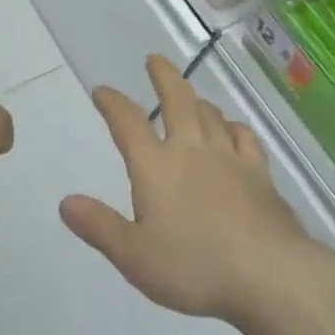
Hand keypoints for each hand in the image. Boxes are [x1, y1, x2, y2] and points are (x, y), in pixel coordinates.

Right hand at [60, 55, 310, 326]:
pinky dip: (234, 126)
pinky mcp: (259, 173)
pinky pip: (244, 137)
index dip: (112, 102)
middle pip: (177, 99)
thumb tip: (65, 202)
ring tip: (190, 97)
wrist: (270, 275)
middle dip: (163, 76)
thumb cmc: (195, 267)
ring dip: (195, 100)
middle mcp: (191, 149)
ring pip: (210, 114)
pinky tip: (233, 129)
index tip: (102, 91)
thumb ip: (100, 227)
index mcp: (156, 166)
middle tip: (154, 60)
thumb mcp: (135, 257)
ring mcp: (229, 157)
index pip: (128, 122)